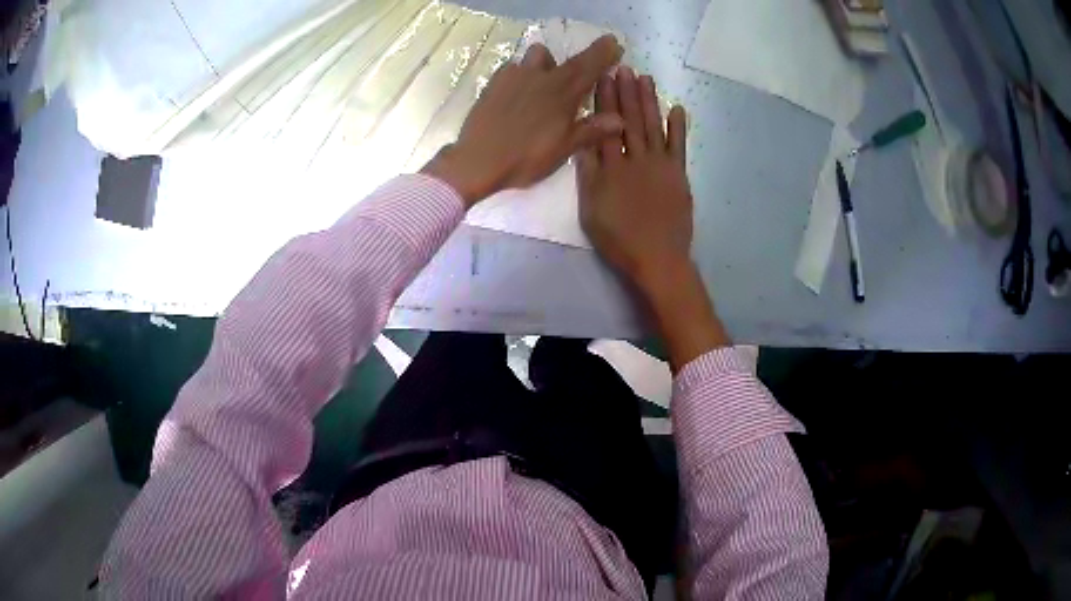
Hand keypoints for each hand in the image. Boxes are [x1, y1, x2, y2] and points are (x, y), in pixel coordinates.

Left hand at [422, 35, 623, 206]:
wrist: (477, 160)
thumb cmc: (526, 158)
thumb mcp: (563, 149)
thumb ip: (592, 131)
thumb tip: (620, 119)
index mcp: (563, 93)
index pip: (589, 66)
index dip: (604, 53)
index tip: (613, 42)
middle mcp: (541, 77)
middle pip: (567, 59)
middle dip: (583, 58)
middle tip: (589, 66)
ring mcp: (515, 76)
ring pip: (537, 56)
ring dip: (548, 63)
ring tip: (547, 82)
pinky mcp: (494, 82)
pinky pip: (514, 67)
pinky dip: (523, 73)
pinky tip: (519, 92)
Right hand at [577, 67, 691, 298]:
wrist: (657, 257)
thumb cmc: (619, 239)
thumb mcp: (591, 210)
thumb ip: (587, 175)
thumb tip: (582, 144)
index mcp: (612, 167)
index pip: (606, 126)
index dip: (604, 101)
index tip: (602, 79)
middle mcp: (636, 159)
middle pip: (630, 120)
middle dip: (626, 93)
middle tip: (623, 68)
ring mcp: (660, 165)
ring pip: (653, 126)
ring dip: (649, 101)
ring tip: (645, 78)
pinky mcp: (678, 174)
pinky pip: (679, 146)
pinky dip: (678, 127)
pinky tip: (677, 108)